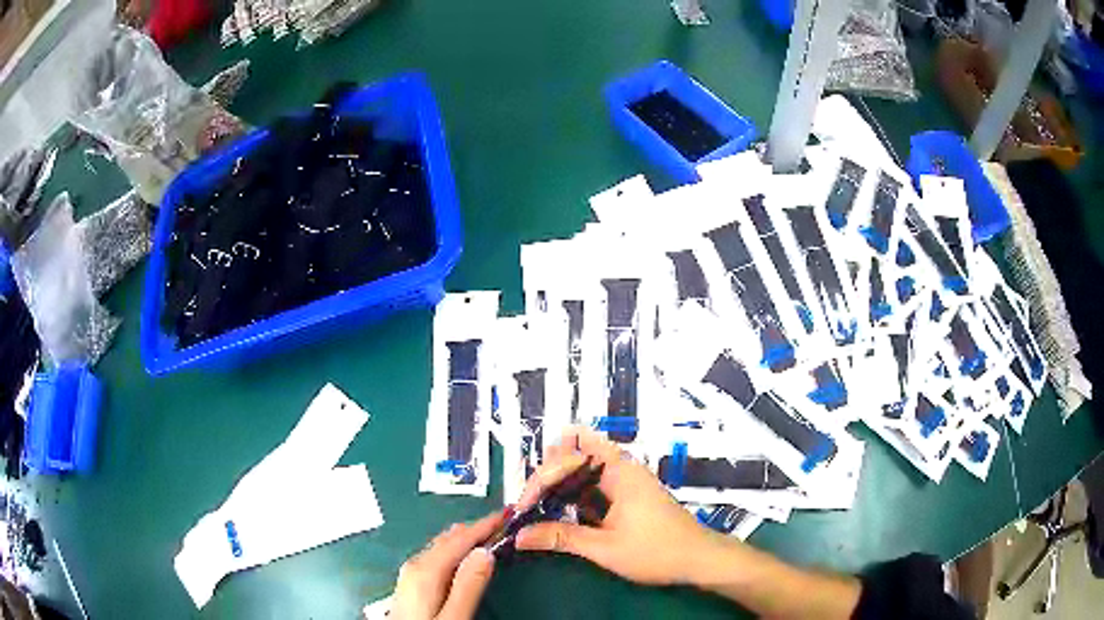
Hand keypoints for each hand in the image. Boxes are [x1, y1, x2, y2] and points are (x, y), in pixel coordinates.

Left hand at [392, 511, 504, 619]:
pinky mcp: (411, 582)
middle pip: (449, 538)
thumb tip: (486, 551)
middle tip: (505, 523)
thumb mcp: (454, 617)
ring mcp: (410, 573)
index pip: (460, 539)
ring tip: (490, 533)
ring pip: (442, 545)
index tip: (509, 514)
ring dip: (467, 537)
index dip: (485, 525)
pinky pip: (437, 555)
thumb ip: (468, 585)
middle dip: (477, 528)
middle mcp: (415, 565)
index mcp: (426, 570)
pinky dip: (456, 548)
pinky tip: (465, 554)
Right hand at [513, 427, 723, 585]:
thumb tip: (519, 536)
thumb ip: (561, 537)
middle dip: (546, 475)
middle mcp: (621, 467)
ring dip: (558, 485)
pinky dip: (572, 495)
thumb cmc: (656, 551)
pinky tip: (560, 513)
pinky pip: (592, 483)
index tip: (524, 508)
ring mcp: (624, 479)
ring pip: (581, 467)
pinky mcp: (626, 493)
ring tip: (537, 509)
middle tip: (528, 504)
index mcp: (618, 471)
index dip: (541, 479)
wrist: (698, 559)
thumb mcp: (605, 548)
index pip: (567, 457)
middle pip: (573, 452)